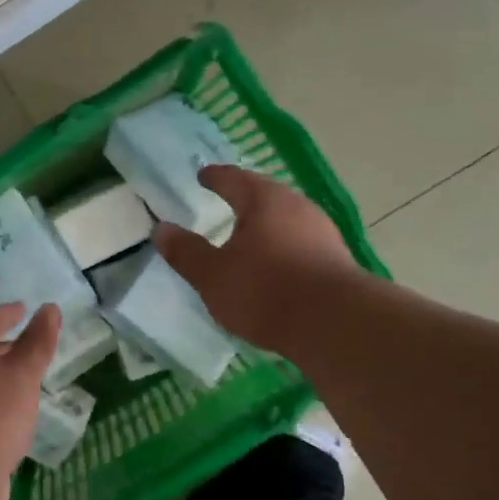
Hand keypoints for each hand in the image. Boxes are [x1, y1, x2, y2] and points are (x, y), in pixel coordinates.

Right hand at [153, 166, 358, 353]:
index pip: (234, 179)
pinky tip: (277, 264)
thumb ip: (186, 252)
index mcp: (263, 200)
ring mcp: (322, 232)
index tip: (203, 175)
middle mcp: (297, 207)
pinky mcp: (337, 260)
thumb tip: (161, 229)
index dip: (215, 177)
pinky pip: (302, 242)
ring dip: (267, 223)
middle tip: (227, 199)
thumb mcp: (212, 275)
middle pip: (266, 194)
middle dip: (245, 197)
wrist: (335, 324)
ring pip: (288, 218)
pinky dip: (284, 246)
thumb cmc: (265, 291)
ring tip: (250, 234)